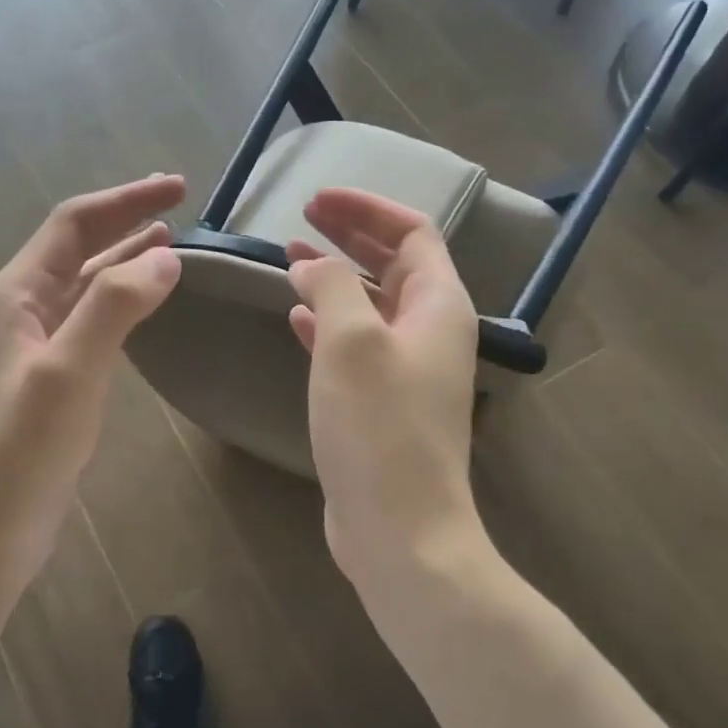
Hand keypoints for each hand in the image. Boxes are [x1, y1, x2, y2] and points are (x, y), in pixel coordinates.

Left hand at [0, 175, 185, 591]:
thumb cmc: (18, 453)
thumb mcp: (69, 373)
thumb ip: (115, 307)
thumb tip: (166, 255)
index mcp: (14, 295)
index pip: (74, 224)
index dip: (126, 199)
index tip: (179, 188)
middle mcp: (18, 310)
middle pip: (77, 248)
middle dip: (125, 221)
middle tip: (178, 206)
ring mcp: (30, 347)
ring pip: (82, 285)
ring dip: (122, 260)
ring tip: (167, 244)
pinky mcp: (45, 380)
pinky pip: (86, 322)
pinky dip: (117, 302)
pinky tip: (140, 305)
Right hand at [287, 189, 489, 581]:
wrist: (399, 527)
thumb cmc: (379, 426)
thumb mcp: (350, 341)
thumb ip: (332, 286)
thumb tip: (312, 263)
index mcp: (439, 306)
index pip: (412, 233)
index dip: (365, 208)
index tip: (316, 200)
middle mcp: (430, 331)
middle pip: (393, 264)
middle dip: (348, 236)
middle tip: (300, 218)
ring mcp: (407, 369)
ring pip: (371, 303)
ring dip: (334, 276)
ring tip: (288, 258)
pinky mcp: (381, 401)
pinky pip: (355, 344)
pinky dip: (327, 322)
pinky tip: (295, 317)